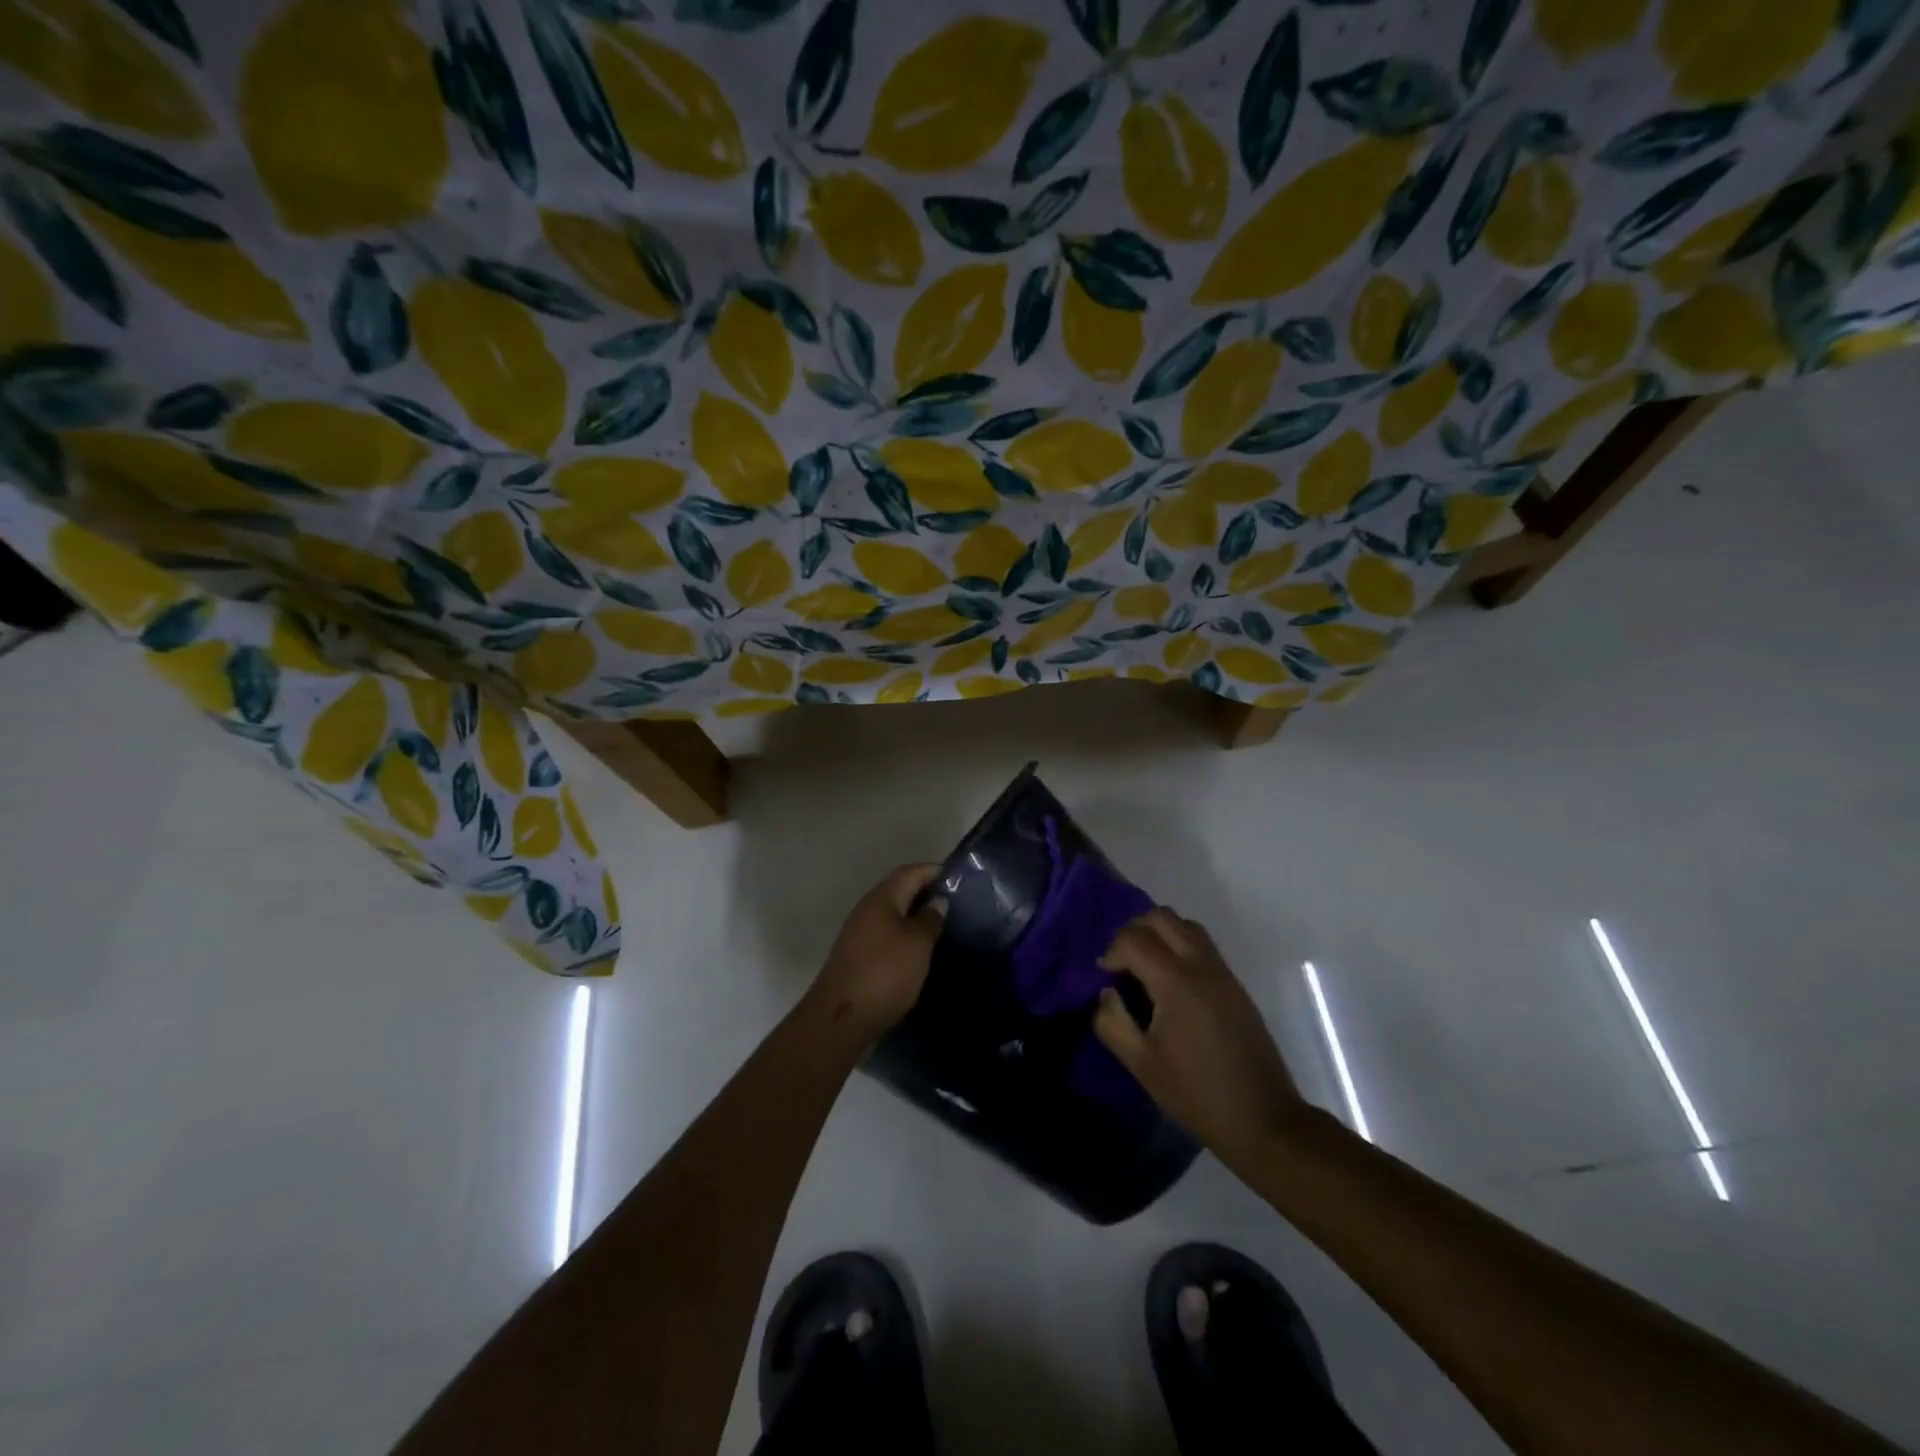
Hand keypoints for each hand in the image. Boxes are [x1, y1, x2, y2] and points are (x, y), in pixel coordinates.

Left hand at [808, 864, 946, 1045]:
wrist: (841, 1019)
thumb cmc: (884, 973)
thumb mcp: (917, 944)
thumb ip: (930, 919)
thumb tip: (937, 901)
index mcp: (881, 899)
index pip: (910, 872)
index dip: (934, 870)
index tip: (959, 877)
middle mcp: (867, 910)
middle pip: (900, 891)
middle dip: (926, 893)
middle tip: (957, 904)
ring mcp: (859, 934)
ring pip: (893, 915)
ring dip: (916, 917)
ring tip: (943, 927)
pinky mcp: (858, 957)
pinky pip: (887, 936)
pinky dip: (905, 937)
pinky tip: (921, 951)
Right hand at [1094, 908, 1304, 1169]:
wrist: (1263, 1119)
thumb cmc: (1196, 1093)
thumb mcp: (1141, 1064)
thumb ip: (1112, 1022)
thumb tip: (1106, 993)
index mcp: (1176, 981)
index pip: (1134, 939)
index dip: (1111, 952)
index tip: (1104, 978)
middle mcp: (1201, 965)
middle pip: (1162, 917)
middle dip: (1134, 931)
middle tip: (1122, 964)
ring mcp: (1223, 972)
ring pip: (1185, 925)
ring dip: (1159, 934)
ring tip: (1146, 969)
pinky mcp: (1235, 984)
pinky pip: (1202, 945)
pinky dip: (1179, 946)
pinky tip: (1171, 985)